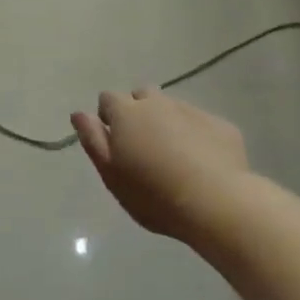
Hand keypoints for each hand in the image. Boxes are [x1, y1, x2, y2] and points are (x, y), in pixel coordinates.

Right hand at [71, 89, 248, 237]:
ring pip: (172, 108)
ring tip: (173, 157)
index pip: (108, 98)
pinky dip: (195, 135)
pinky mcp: (220, 125)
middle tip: (143, 147)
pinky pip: (200, 124)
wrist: (216, 202)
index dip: (108, 117)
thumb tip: (79, 113)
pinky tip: (201, 163)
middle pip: (141, 96)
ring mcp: (192, 111)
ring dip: (167, 123)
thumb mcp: (111, 173)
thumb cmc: (152, 193)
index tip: (114, 142)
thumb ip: (92, 139)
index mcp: (127, 113)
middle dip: (138, 113)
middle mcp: (158, 102)